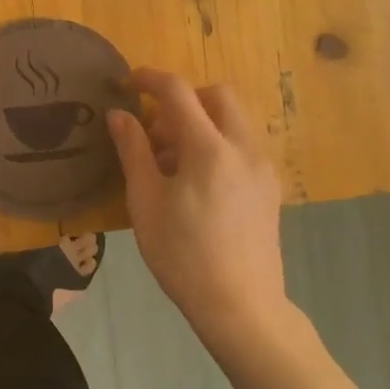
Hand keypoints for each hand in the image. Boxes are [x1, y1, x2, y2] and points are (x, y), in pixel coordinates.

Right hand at [107, 70, 287, 346]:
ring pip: (233, 119)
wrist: (242, 308)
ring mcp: (262, 167)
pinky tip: (195, 182)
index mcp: (209, 148)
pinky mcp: (270, 188)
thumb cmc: (183, 255)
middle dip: (183, 99)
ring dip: (200, 122)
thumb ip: (133, 149)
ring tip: (170, 163)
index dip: (149, 79)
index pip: (178, 92)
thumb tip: (119, 114)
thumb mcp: (145, 201)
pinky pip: (242, 144)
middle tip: (155, 130)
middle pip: (217, 95)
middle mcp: (243, 148)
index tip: (126, 84)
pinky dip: (217, 143)